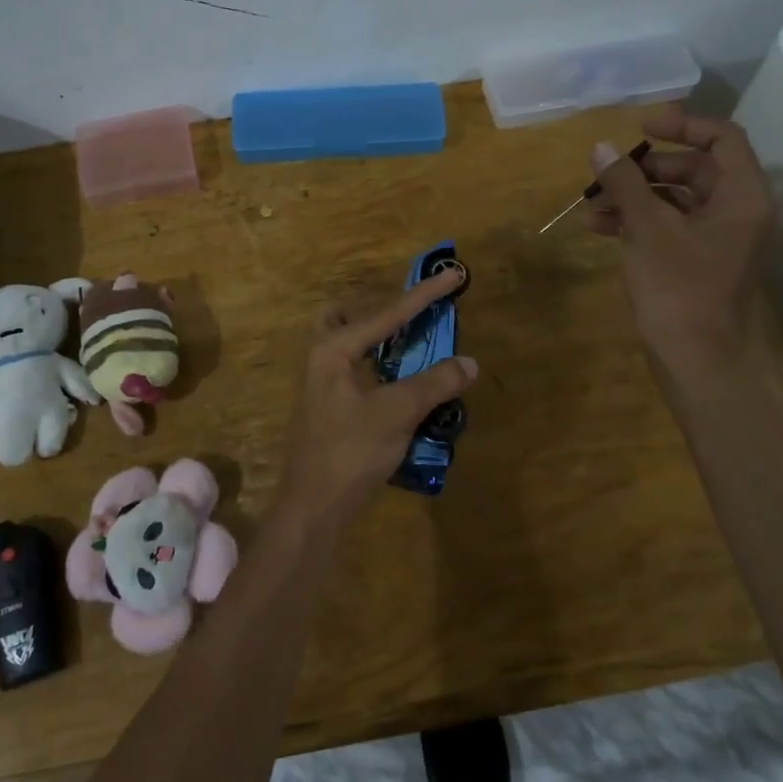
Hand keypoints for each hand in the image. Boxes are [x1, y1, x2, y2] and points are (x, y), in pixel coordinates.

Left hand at [279, 271, 477, 519]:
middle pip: (343, 317)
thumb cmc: (350, 452)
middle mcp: (321, 359)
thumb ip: (434, 384)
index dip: (424, 295)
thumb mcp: (397, 413)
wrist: (313, 506)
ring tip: (410, 344)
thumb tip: (469, 363)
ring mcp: (321, 386)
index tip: (453, 275)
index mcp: (333, 350)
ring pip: (346, 345)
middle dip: (376, 310)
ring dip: (376, 339)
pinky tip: (399, 383)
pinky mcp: (328, 409)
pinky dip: (377, 367)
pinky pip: (353, 371)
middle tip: (407, 316)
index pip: (386, 313)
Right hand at [586, 105, 774, 364]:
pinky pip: (669, 228)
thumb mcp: (648, 228)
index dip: (682, 125)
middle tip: (607, 174)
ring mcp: (719, 240)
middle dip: (644, 169)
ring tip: (590, 206)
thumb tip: (602, 148)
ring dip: (633, 198)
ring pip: (675, 201)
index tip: (640, 126)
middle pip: (694, 170)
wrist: (696, 360)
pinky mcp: (699, 262)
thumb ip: (625, 184)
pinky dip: (638, 223)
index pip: (722, 139)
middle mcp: (738, 212)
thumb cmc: (678, 288)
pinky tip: (599, 228)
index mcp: (743, 197)